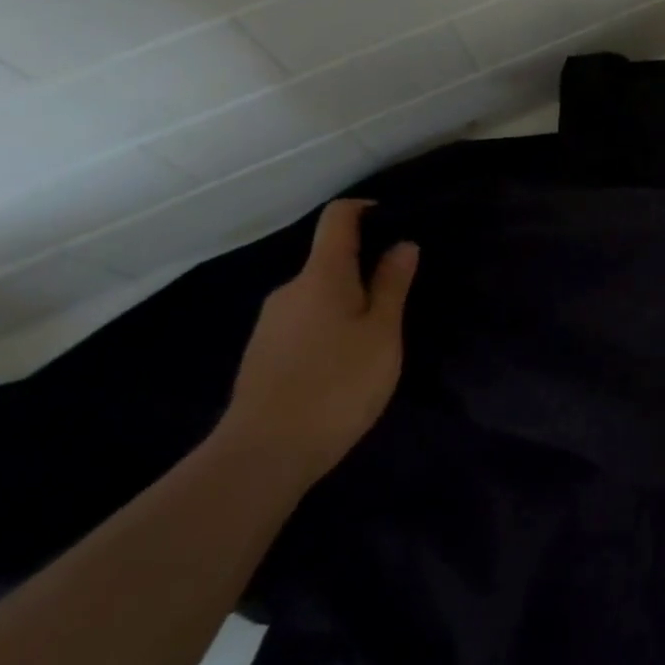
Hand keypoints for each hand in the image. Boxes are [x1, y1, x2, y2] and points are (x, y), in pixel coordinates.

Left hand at [220, 199, 418, 481]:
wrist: (262, 455)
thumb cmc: (337, 384)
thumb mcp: (381, 333)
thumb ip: (392, 285)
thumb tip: (402, 244)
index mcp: (322, 275)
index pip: (338, 218)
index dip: (365, 209)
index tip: (395, 221)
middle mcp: (290, 289)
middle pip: (330, 261)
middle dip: (364, 270)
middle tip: (399, 301)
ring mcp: (271, 323)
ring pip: (318, 296)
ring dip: (347, 305)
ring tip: (375, 340)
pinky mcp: (262, 355)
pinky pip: (304, 324)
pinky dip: (328, 330)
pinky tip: (343, 367)